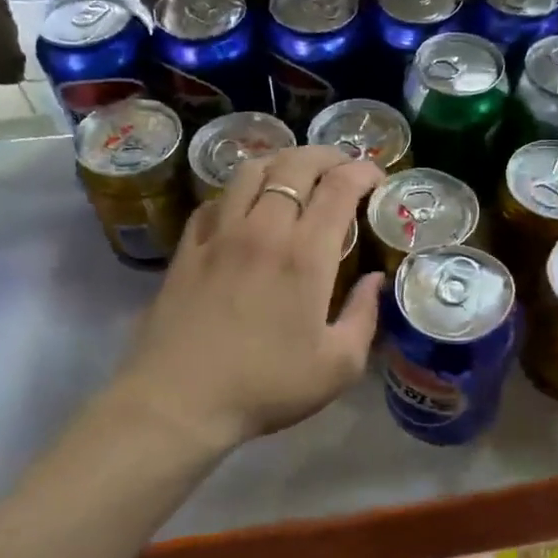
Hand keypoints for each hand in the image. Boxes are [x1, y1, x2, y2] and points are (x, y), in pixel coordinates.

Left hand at [120, 145, 385, 450]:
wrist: (179, 401)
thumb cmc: (267, 386)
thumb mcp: (338, 366)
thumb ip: (364, 316)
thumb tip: (375, 281)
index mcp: (305, 255)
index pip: (339, 187)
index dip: (363, 172)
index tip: (377, 178)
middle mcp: (263, 229)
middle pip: (295, 164)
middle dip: (327, 155)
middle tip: (344, 168)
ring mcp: (219, 234)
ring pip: (252, 170)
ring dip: (283, 163)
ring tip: (298, 176)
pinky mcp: (188, 247)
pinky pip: (217, 199)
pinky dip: (241, 190)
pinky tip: (248, 206)